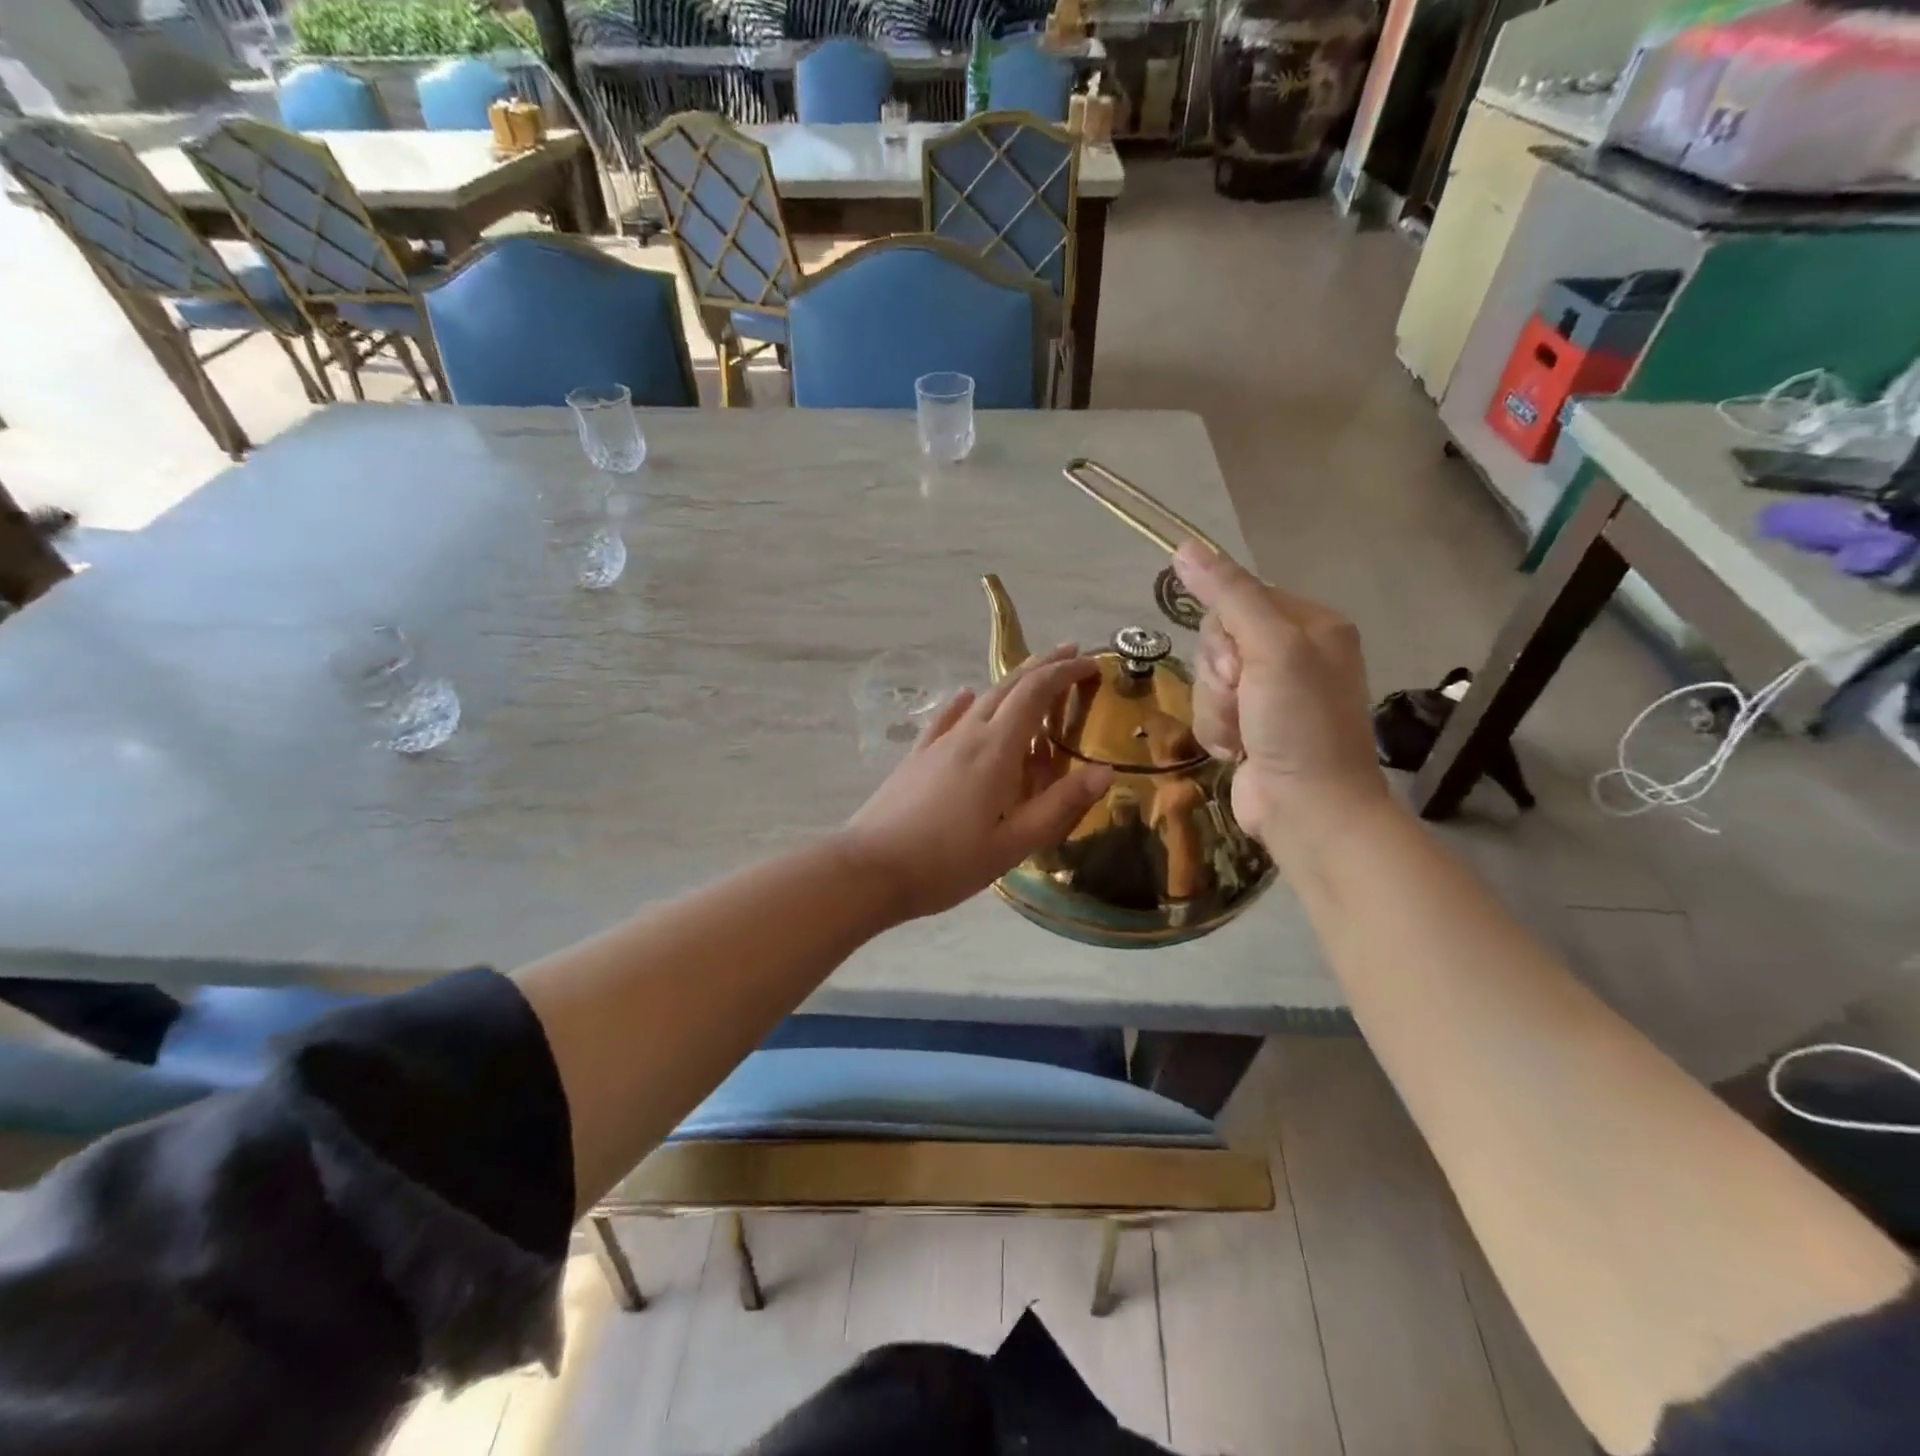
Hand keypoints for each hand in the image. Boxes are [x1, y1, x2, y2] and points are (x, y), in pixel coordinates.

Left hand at [841, 645, 1114, 921]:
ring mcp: (938, 743)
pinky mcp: (917, 758)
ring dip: (1011, 683)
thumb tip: (1105, 771)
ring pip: (982, 700)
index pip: (1035, 694)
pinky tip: (967, 698)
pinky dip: (967, 704)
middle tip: (1071, 653)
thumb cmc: (947, 862)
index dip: (1065, 672)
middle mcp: (968, 734)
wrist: (870, 869)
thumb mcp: (1013, 843)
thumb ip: (1060, 806)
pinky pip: (947, 719)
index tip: (1091, 663)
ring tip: (1032, 677)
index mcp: (996, 750)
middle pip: (1009, 687)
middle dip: (1042, 666)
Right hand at [1173, 544, 1390, 866]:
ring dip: (1215, 708)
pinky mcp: (1249, 726)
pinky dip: (1215, 731)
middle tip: (1244, 698)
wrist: (1309, 809)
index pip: (1237, 599)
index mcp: (1311, 624)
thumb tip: (1184, 546)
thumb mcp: (1270, 648)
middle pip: (1217, 640)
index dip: (1225, 633)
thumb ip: (1229, 595)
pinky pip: (1208, 710)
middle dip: (1219, 675)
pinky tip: (1237, 751)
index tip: (1241, 664)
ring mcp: (1270, 694)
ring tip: (1243, 733)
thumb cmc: (1300, 724)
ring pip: (1207, 678)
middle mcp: (1292, 654)